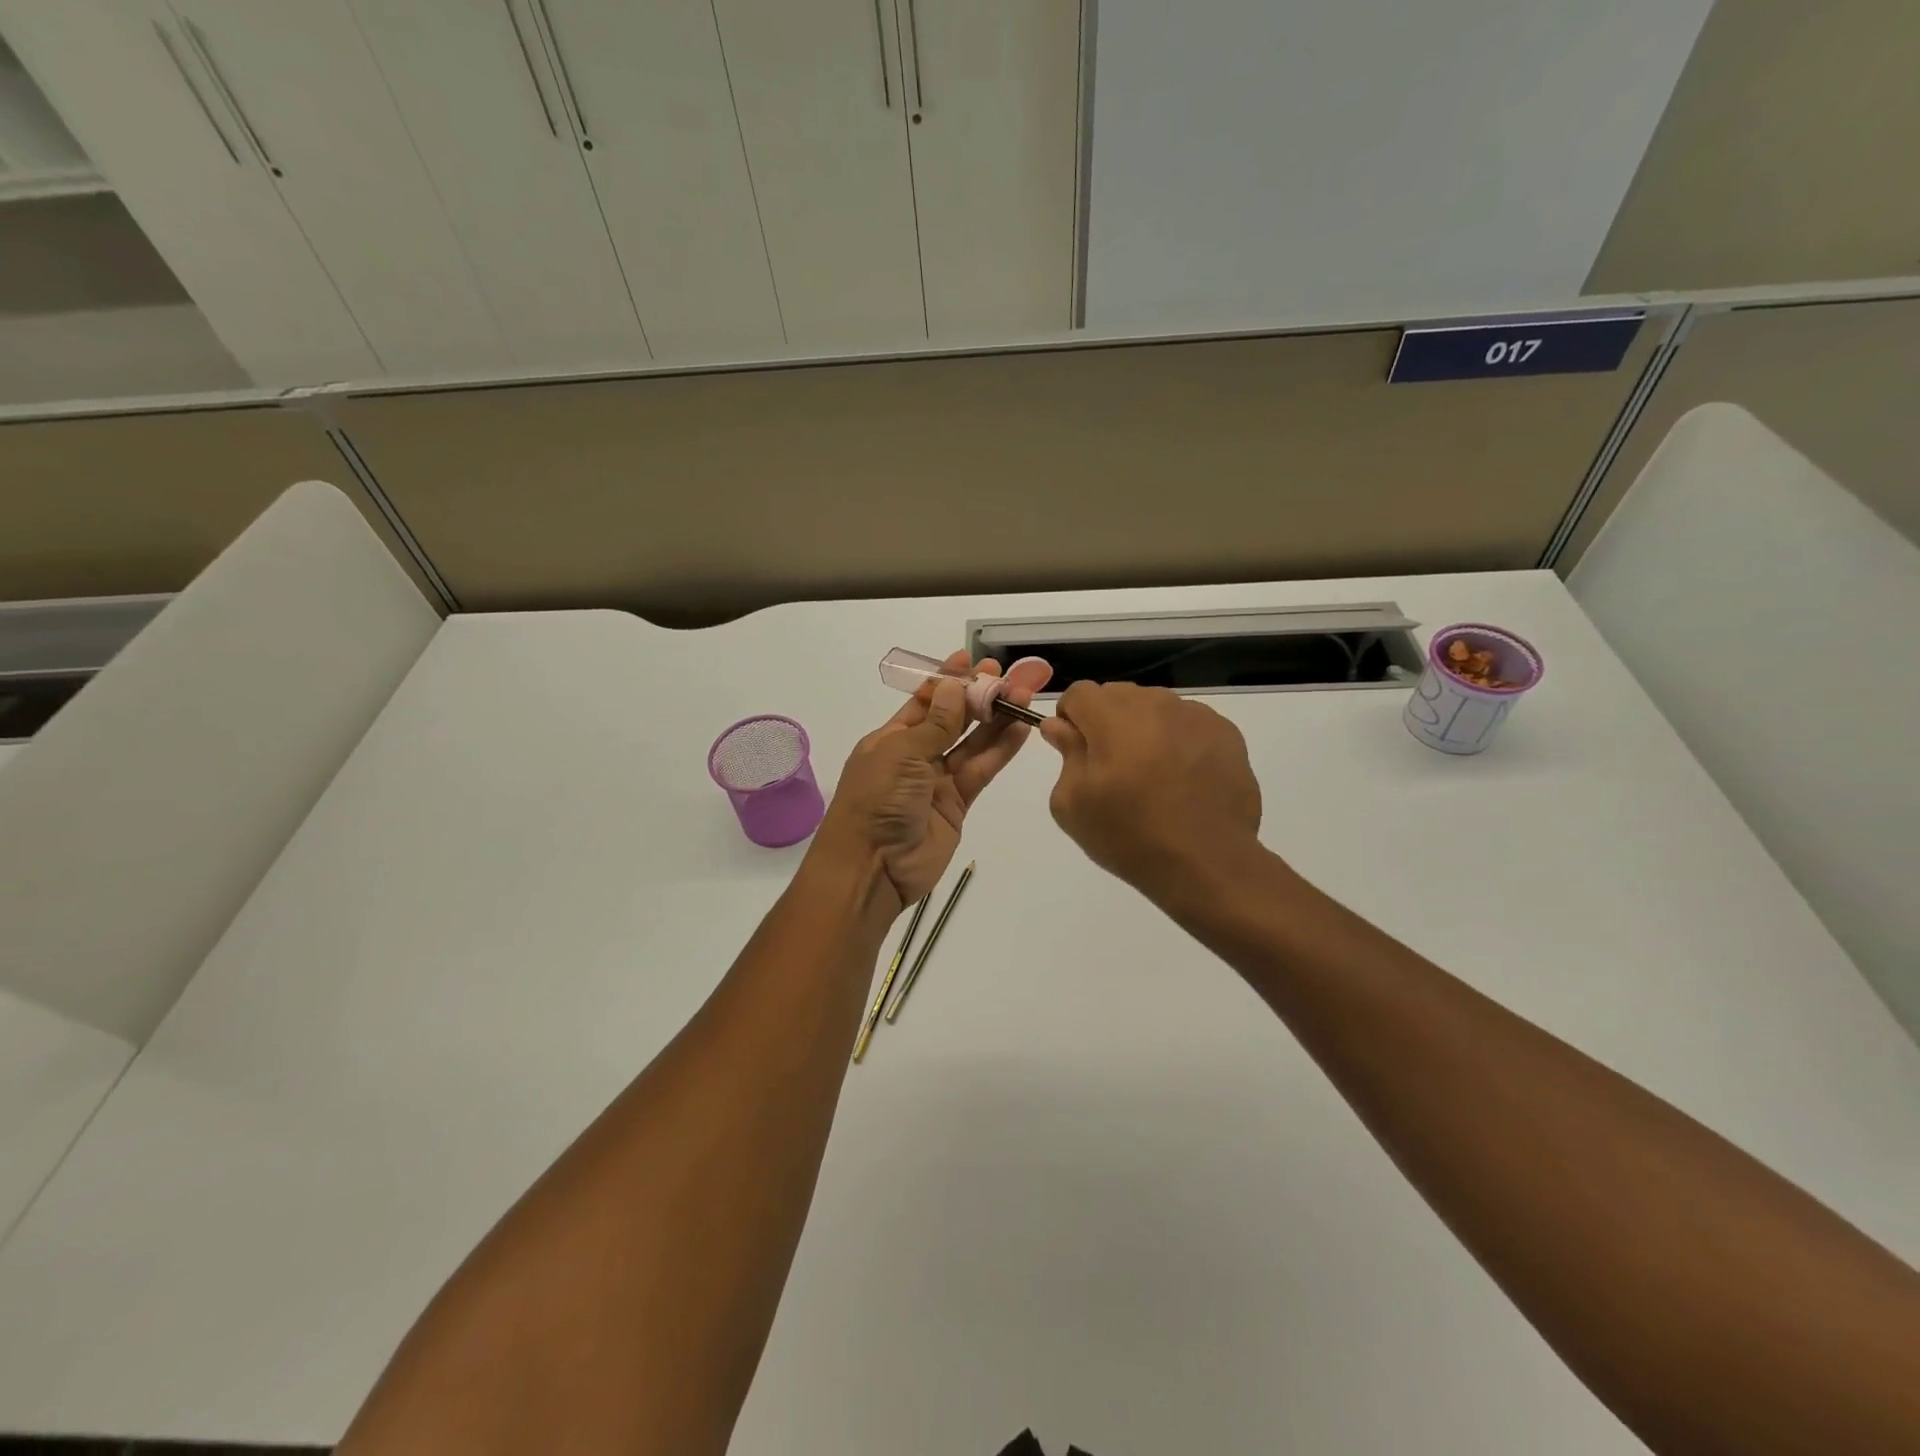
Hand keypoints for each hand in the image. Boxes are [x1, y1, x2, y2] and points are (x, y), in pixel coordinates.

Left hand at [811, 651, 1051, 912]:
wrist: (872, 867)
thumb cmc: (876, 800)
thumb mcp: (902, 753)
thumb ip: (935, 723)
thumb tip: (954, 686)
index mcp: (891, 738)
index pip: (925, 701)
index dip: (949, 681)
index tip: (973, 660)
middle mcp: (915, 755)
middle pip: (954, 719)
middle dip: (981, 696)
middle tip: (1011, 674)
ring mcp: (937, 780)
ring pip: (973, 743)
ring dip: (997, 719)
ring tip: (1025, 694)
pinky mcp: (957, 804)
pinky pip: (981, 770)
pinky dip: (1000, 750)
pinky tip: (1021, 728)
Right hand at [1040, 682, 1263, 904]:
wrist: (1206, 863)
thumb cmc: (1129, 836)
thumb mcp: (1073, 804)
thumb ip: (1065, 753)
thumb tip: (1059, 726)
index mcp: (1112, 717)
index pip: (1078, 693)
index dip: (1071, 718)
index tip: (1075, 750)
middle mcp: (1154, 704)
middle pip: (1117, 695)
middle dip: (1107, 721)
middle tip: (1113, 768)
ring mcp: (1195, 715)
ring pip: (1154, 707)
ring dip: (1144, 729)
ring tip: (1152, 775)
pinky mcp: (1226, 732)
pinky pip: (1188, 723)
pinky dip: (1178, 740)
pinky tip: (1183, 779)